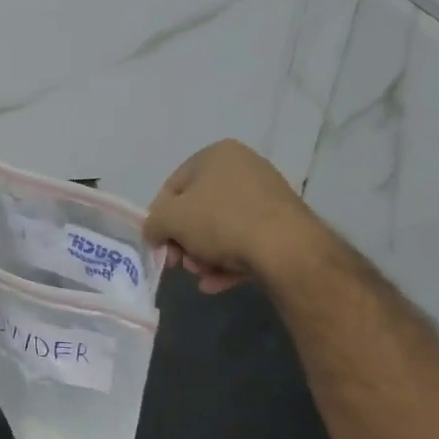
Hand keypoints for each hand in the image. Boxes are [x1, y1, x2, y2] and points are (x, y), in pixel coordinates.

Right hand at [144, 140, 318, 292]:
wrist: (286, 248)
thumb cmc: (220, 222)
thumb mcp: (170, 219)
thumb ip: (153, 223)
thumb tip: (155, 232)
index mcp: (216, 155)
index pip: (173, 186)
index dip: (160, 218)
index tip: (159, 245)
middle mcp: (243, 167)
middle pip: (198, 210)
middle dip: (185, 242)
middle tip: (181, 264)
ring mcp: (266, 196)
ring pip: (221, 229)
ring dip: (204, 255)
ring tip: (203, 276)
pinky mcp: (283, 224)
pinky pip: (245, 241)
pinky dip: (228, 262)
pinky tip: (216, 284)